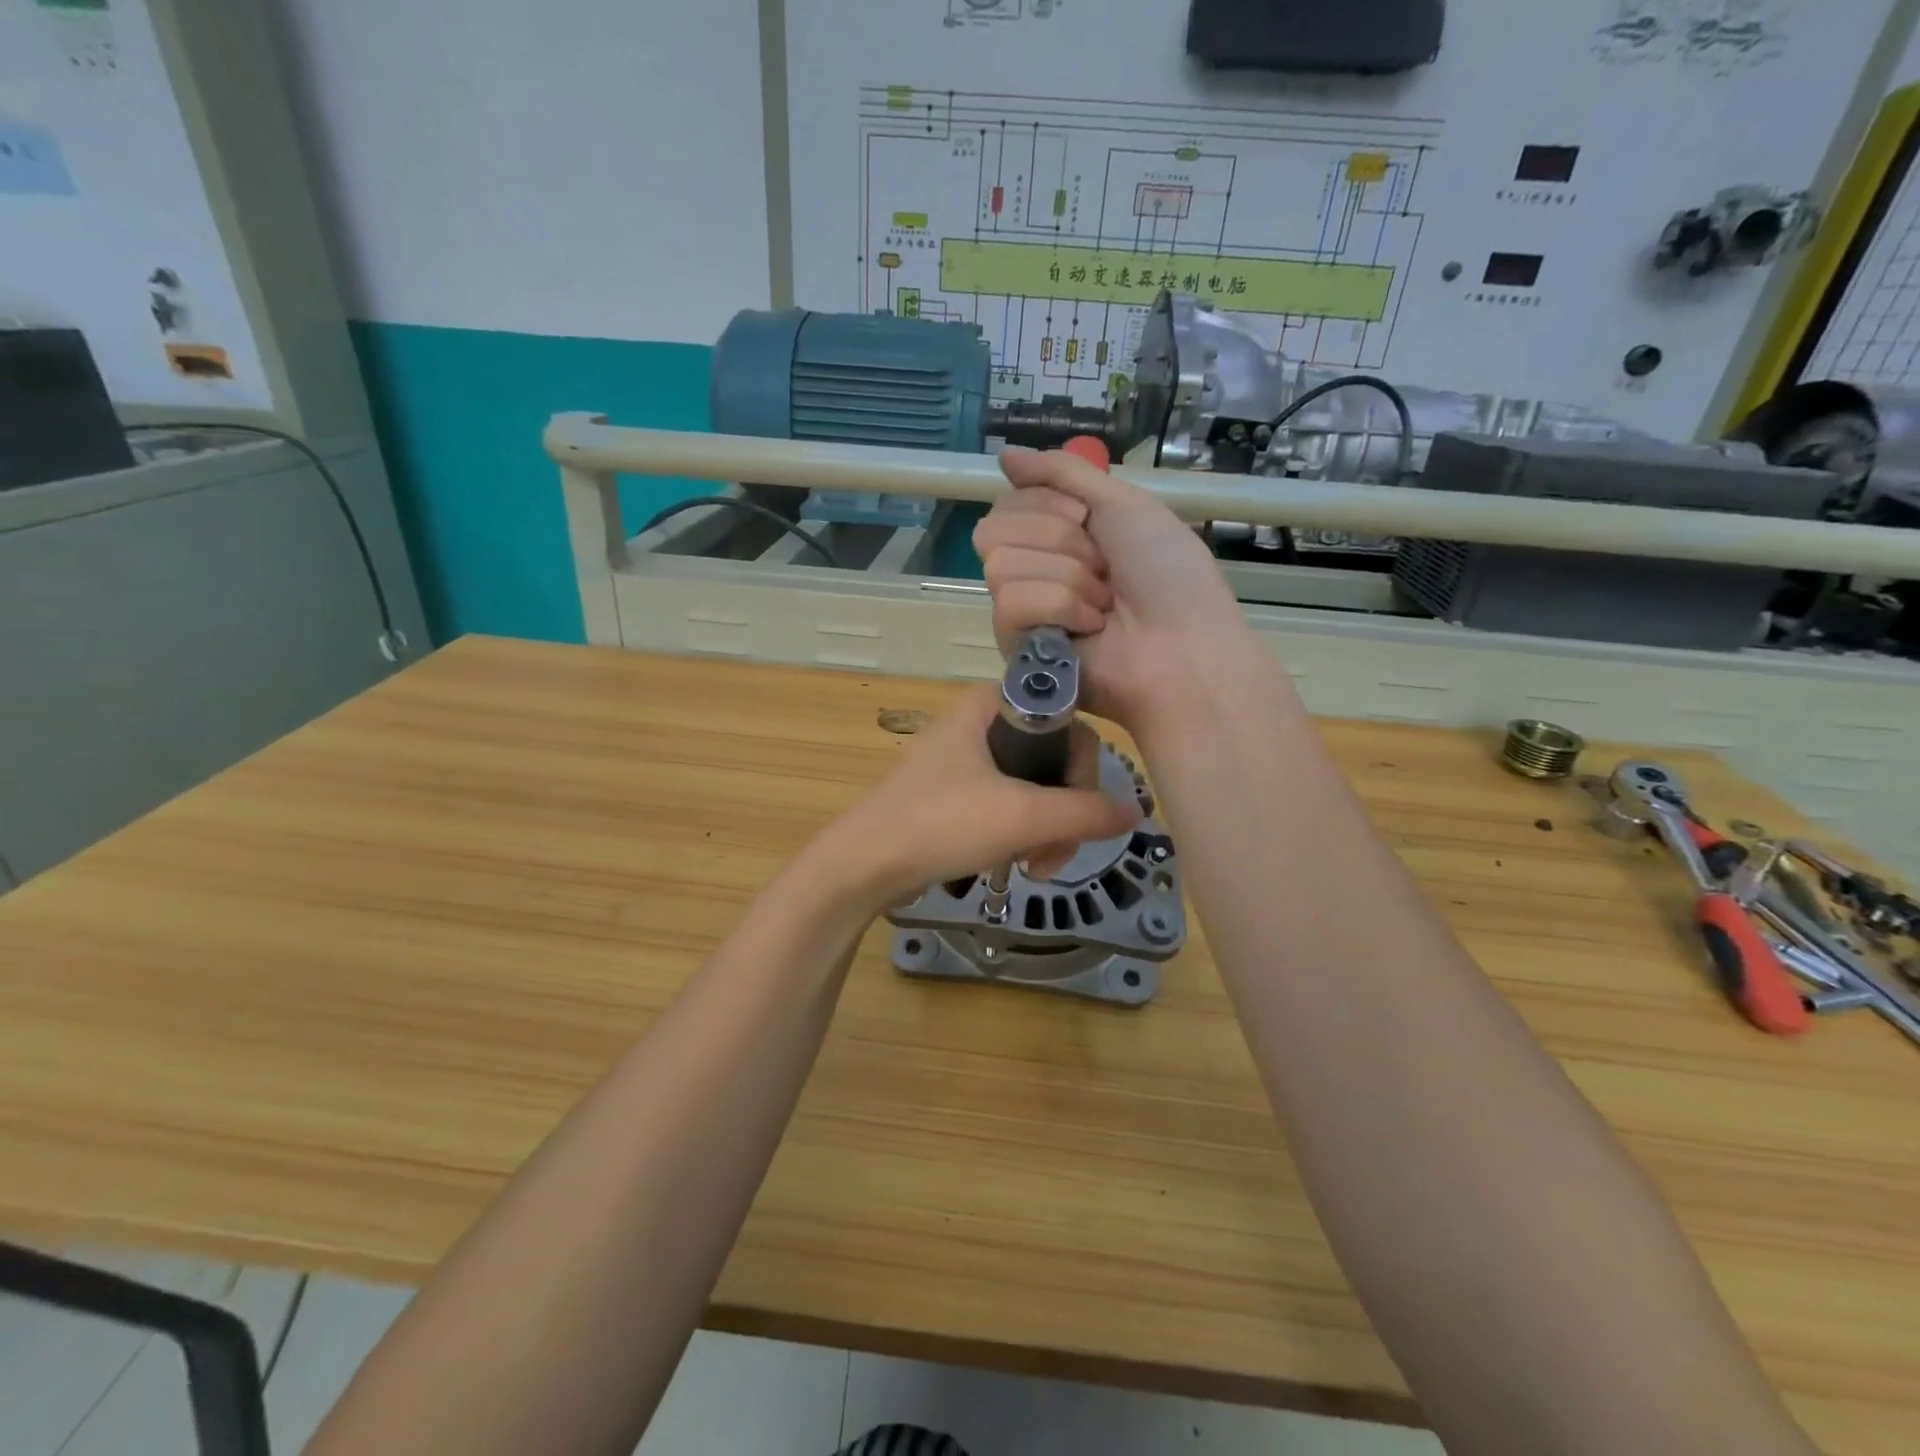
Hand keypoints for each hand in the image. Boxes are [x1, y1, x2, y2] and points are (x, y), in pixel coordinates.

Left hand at [815, 686, 1139, 909]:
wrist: (865, 865)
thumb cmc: (942, 824)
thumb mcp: (1023, 817)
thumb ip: (1087, 812)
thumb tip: (1135, 811)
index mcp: (991, 706)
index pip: (1070, 724)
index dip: (1083, 773)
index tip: (1078, 816)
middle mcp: (980, 724)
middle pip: (1054, 761)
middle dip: (1064, 814)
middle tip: (1055, 856)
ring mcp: (965, 761)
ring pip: (1034, 789)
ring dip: (1045, 833)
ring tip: (1035, 870)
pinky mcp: (955, 795)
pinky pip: (1008, 806)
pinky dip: (1019, 836)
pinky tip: (1014, 864)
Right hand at [973, 447, 1246, 726]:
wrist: (1183, 644)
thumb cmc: (1166, 574)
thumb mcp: (1123, 504)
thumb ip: (1063, 473)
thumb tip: (1003, 454)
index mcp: (1058, 534)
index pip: (1009, 500)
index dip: (1049, 504)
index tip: (1088, 521)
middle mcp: (1034, 567)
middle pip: (996, 527)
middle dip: (1060, 541)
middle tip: (1102, 568)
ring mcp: (1022, 610)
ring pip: (1001, 565)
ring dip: (1067, 578)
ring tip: (1102, 605)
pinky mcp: (1016, 647)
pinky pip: (1010, 604)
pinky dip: (1059, 608)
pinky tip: (1089, 629)